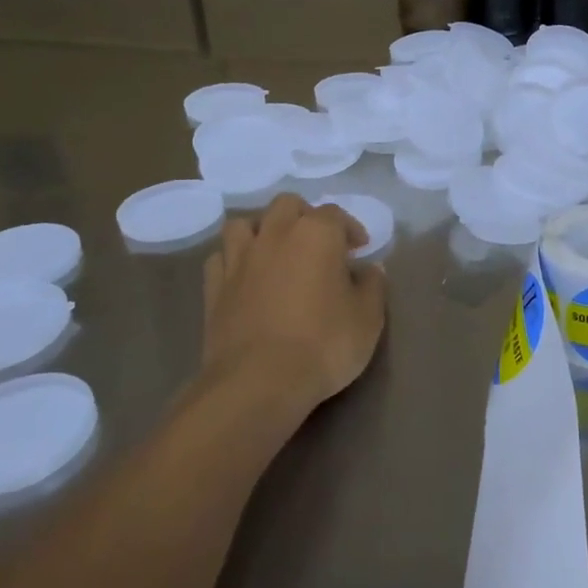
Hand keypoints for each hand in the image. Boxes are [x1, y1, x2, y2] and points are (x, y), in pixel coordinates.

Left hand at [203, 194, 387, 413]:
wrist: (259, 382)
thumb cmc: (324, 344)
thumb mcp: (368, 318)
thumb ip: (372, 286)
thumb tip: (369, 269)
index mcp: (317, 234)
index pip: (336, 214)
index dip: (350, 229)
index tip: (359, 250)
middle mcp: (275, 235)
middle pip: (287, 205)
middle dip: (305, 216)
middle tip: (319, 244)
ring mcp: (239, 259)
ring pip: (244, 223)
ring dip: (262, 230)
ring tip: (276, 252)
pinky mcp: (214, 287)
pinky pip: (221, 257)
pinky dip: (234, 259)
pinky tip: (246, 276)